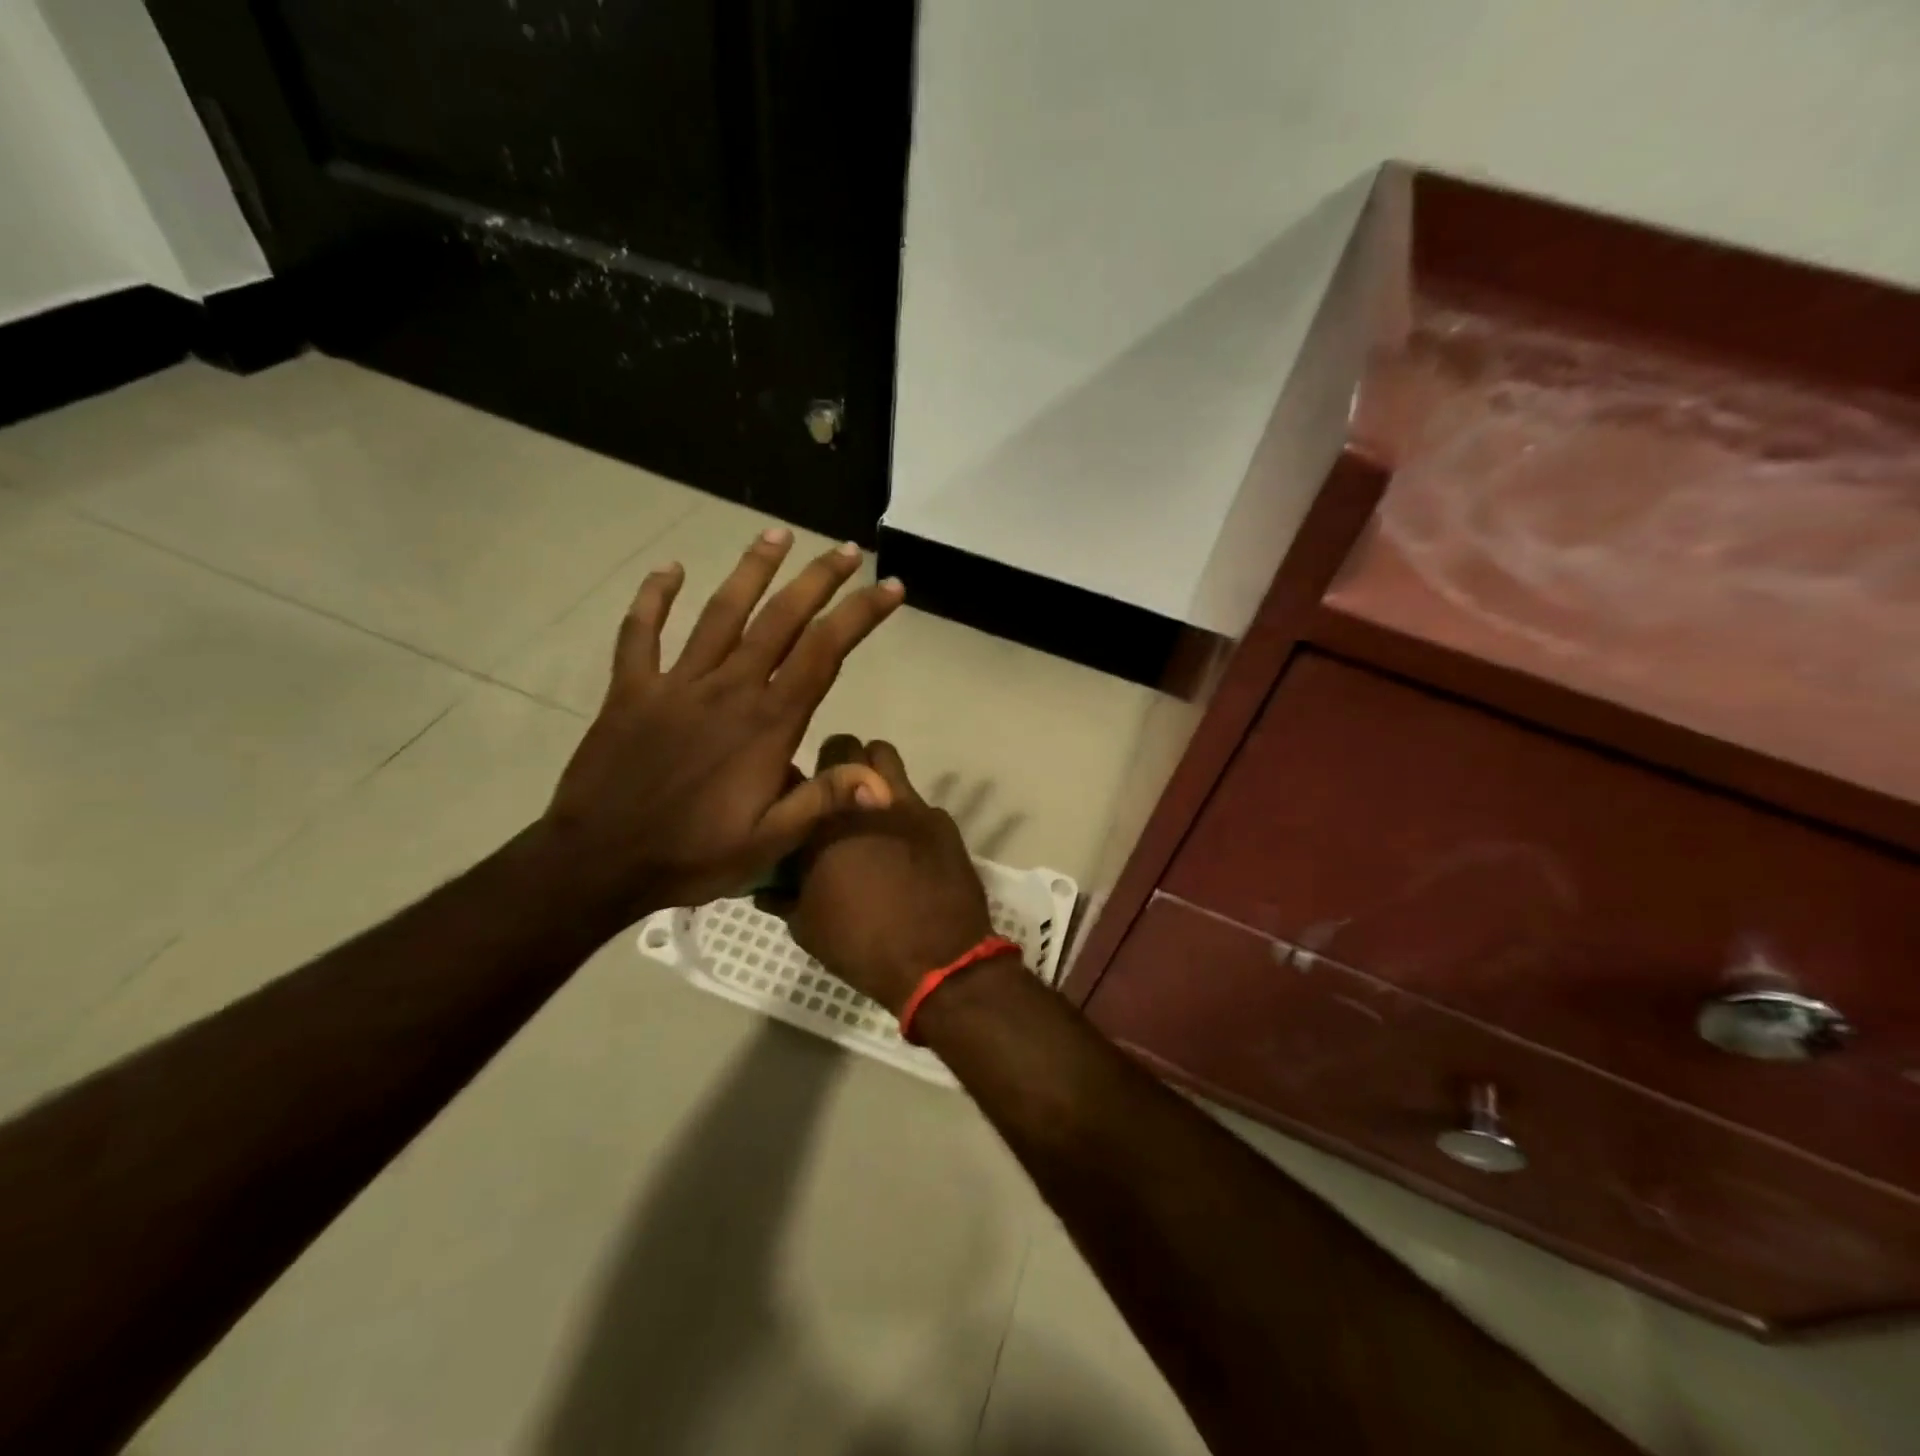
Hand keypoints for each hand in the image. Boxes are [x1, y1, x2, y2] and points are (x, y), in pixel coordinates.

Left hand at [541, 529, 903, 920]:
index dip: (860, 615)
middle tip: (847, 549)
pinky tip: (669, 569)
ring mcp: (675, 684)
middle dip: (818, 580)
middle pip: (780, 619)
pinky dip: (653, 598)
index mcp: (767, 723)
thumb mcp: (770, 841)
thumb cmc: (692, 855)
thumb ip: (824, 801)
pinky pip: (641, 634)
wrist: (598, 862)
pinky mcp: (631, 690)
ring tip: (777, 534)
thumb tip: (884, 783)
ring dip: (751, 570)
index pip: (824, 653)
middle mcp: (727, 689)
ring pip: (720, 613)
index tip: (889, 586)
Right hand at [767, 737, 995, 1013]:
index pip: (801, 774)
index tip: (801, 804)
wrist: (938, 961)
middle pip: (846, 747)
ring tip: (871, 806)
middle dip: (838, 763)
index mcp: (823, 823)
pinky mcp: (941, 819)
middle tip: (836, 797)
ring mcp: (909, 805)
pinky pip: (917, 801)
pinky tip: (907, 847)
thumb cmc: (861, 945)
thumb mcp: (806, 926)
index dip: (799, 786)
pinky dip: (906, 814)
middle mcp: (865, 800)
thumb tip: (770, 884)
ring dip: (874, 772)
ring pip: (886, 758)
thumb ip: (784, 894)